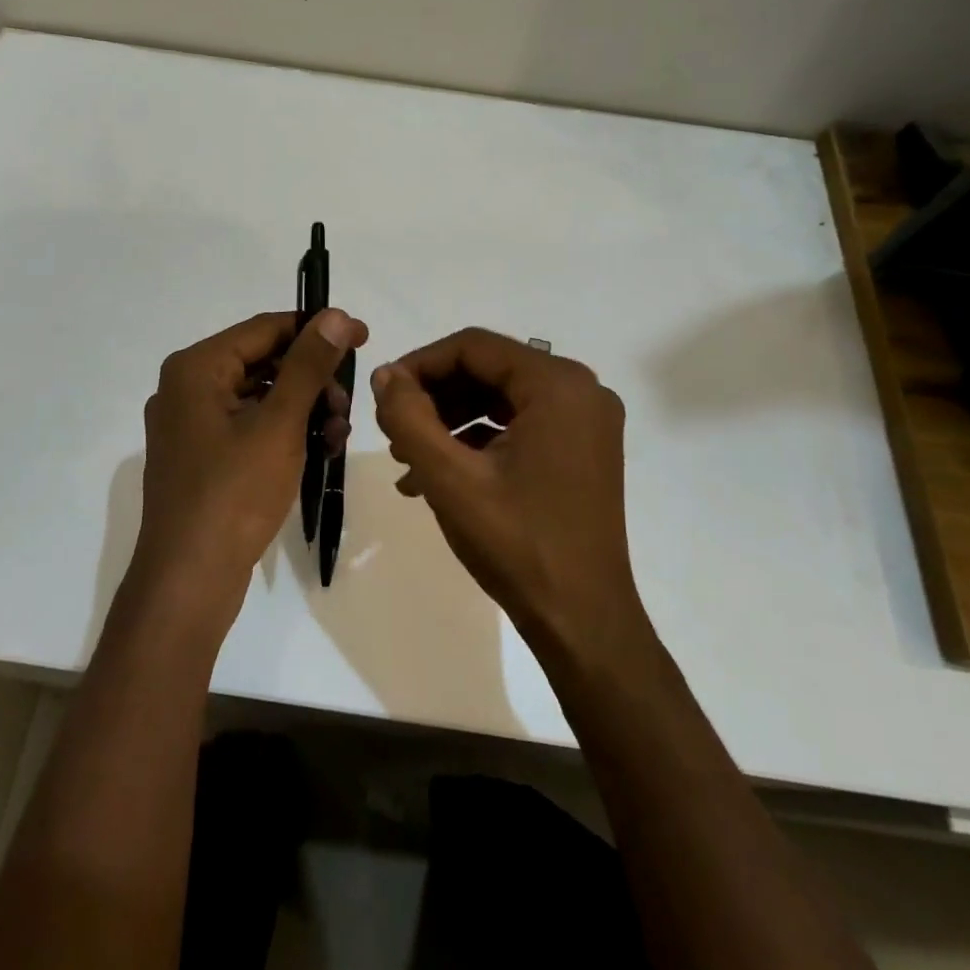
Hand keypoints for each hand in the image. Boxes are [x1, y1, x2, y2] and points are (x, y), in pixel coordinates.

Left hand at [132, 309, 367, 620]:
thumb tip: (337, 315)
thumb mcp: (279, 424)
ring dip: (304, 409)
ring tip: (336, 436)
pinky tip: (318, 451)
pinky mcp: (201, 456)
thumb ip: (309, 365)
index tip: (364, 337)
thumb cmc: (234, 494)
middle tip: (347, 405)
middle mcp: (186, 387)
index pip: (265, 329)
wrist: (189, 581)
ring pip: (260, 397)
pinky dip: (284, 432)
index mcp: (195, 368)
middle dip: (313, 380)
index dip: (317, 329)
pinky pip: (250, 426)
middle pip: (263, 362)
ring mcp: (191, 425)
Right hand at [370, 329, 643, 657]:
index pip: (473, 347)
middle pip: (488, 369)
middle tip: (393, 430)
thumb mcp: (449, 479)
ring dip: (451, 420)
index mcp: (558, 385)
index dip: (420, 364)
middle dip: (434, 396)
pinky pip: (519, 424)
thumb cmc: (517, 545)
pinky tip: (438, 474)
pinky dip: (478, 439)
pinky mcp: (581, 448)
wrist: (582, 622)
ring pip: (500, 397)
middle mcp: (580, 390)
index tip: (383, 395)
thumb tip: (384, 375)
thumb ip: (408, 417)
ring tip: (408, 458)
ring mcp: (586, 421)